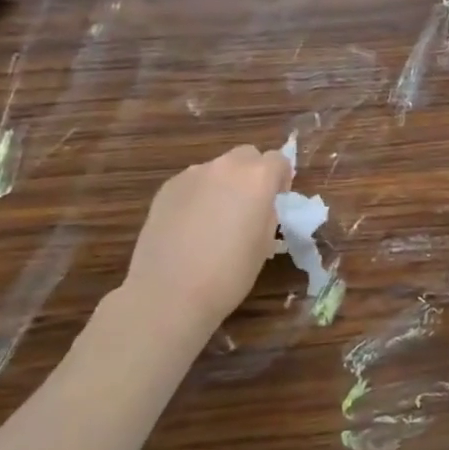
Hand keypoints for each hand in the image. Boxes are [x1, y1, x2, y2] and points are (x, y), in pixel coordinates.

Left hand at [124, 144, 291, 335]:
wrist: (168, 294)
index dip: (281, 179)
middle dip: (252, 174)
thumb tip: (260, 206)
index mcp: (257, 178)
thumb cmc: (228, 274)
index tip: (276, 201)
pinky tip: (189, 227)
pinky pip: (192, 183)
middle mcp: (226, 167)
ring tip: (214, 220)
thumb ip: (267, 213)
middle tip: (248, 206)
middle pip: (247, 156)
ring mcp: (192, 174)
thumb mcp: (265, 244)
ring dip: (223, 184)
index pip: (279, 160)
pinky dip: (197, 196)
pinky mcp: (167, 188)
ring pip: (217, 169)